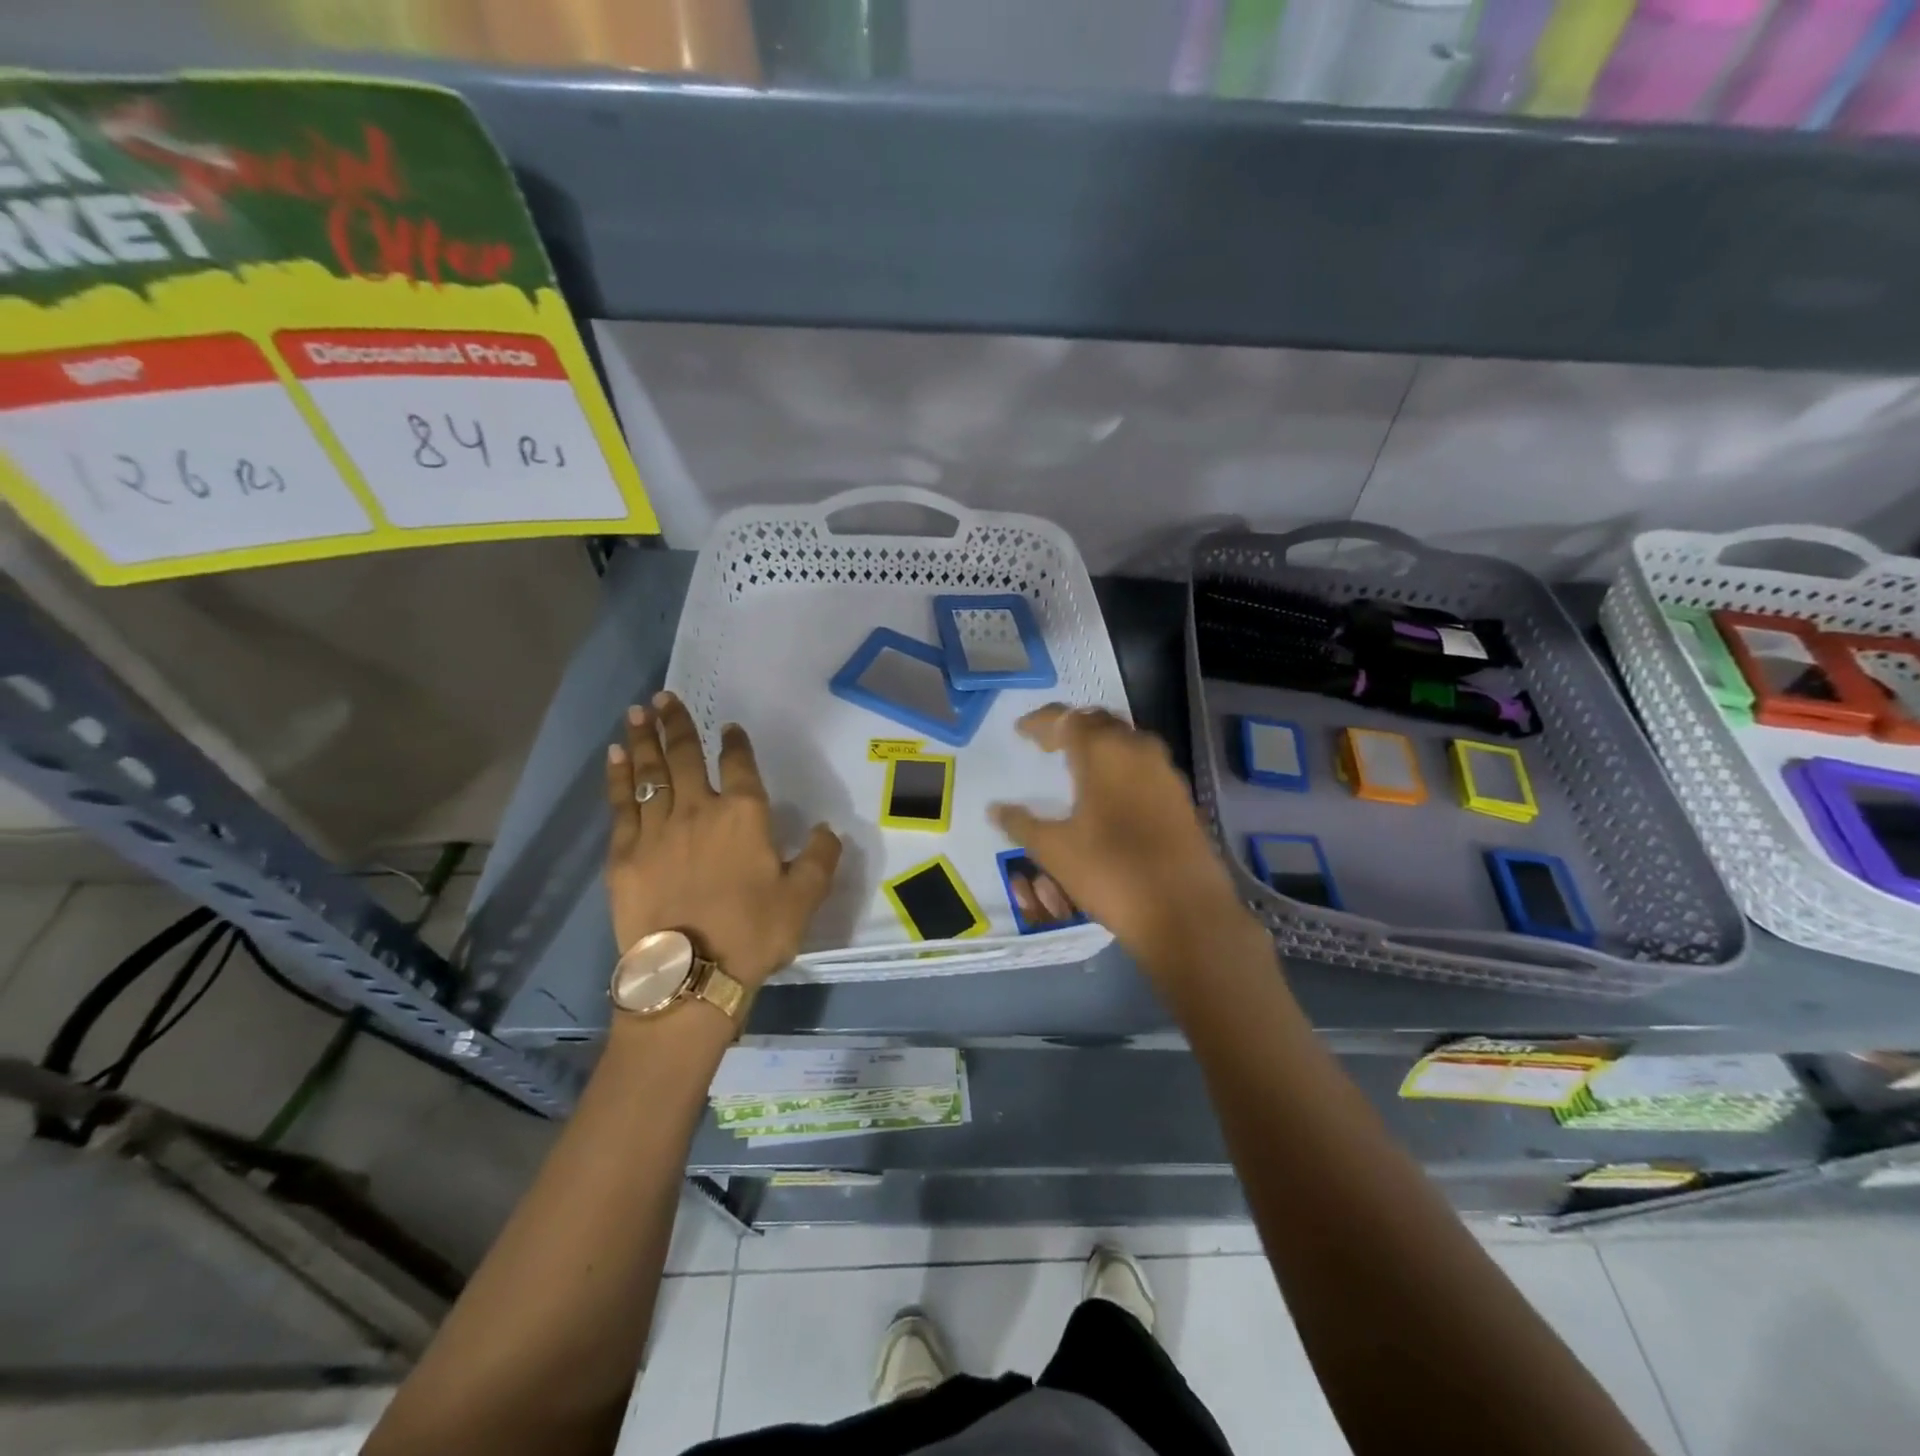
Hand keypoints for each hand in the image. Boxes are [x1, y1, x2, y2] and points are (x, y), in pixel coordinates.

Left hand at [605, 693, 841, 987]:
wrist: (689, 976)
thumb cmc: (753, 934)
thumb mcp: (804, 899)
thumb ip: (820, 858)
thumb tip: (826, 829)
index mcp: (743, 815)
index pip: (739, 765)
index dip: (734, 743)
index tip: (728, 727)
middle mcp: (698, 810)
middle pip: (685, 757)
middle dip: (676, 724)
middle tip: (664, 697)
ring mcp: (656, 830)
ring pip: (649, 773)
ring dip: (643, 740)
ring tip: (636, 713)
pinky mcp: (624, 855)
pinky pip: (621, 805)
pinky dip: (618, 778)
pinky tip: (614, 758)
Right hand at [989, 705, 1255, 972]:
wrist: (1184, 912)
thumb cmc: (1110, 872)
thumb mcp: (1055, 850)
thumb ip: (1021, 824)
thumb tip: (995, 809)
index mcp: (1104, 752)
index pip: (1066, 719)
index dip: (1040, 722)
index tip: (1020, 730)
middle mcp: (1138, 750)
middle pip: (1100, 722)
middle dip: (1071, 727)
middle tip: (1047, 742)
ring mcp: (1165, 772)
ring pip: (1126, 741)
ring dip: (1099, 744)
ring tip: (1075, 763)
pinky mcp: (1181, 796)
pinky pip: (1144, 765)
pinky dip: (1120, 766)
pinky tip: (1108, 792)